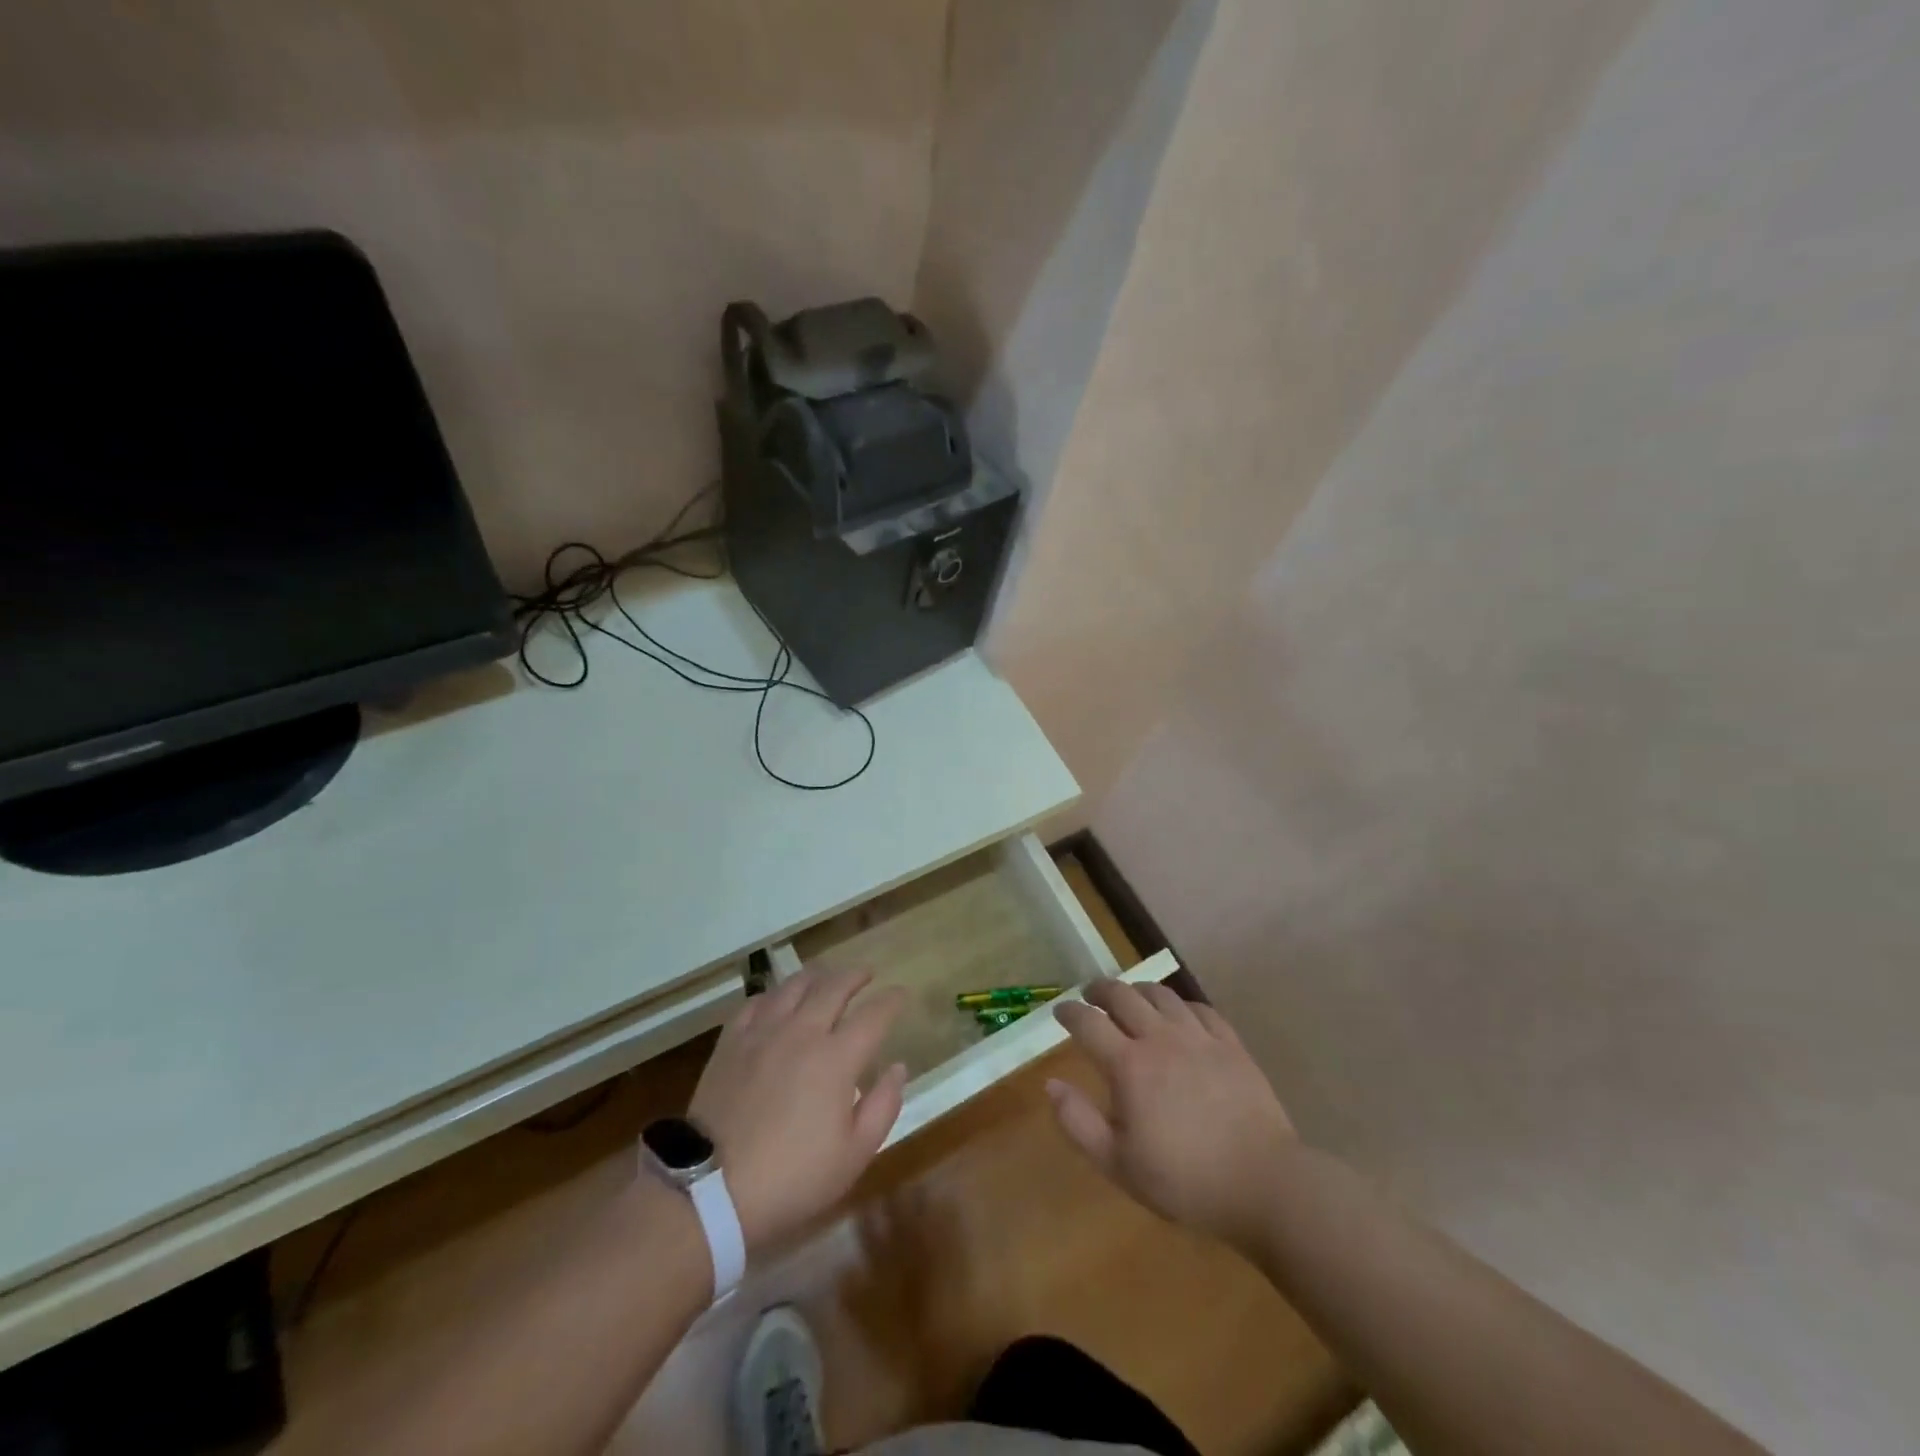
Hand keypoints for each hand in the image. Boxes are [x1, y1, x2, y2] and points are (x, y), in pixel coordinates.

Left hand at [688, 967, 907, 1252]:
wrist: (712, 1190)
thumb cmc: (793, 1178)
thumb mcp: (854, 1155)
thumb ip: (883, 1106)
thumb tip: (897, 1067)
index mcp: (837, 1057)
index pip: (873, 1014)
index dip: (891, 1000)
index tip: (901, 994)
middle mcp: (802, 1031)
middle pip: (834, 986)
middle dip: (855, 975)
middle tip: (866, 974)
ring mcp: (763, 1032)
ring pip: (794, 985)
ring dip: (816, 976)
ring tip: (825, 977)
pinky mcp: (731, 1042)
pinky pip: (756, 1003)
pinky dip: (774, 995)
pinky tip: (777, 1001)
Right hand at [1049, 979, 1296, 1249]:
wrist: (1263, 1182)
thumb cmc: (1184, 1180)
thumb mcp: (1119, 1164)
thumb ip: (1079, 1122)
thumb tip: (1051, 1085)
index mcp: (1129, 1065)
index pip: (1089, 1023)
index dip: (1069, 1012)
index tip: (1059, 1011)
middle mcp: (1160, 1039)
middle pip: (1123, 996)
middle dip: (1100, 990)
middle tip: (1090, 995)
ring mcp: (1199, 1037)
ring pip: (1162, 994)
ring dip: (1138, 990)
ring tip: (1131, 997)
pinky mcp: (1230, 1044)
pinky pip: (1200, 1009)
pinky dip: (1181, 1004)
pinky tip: (1179, 1014)